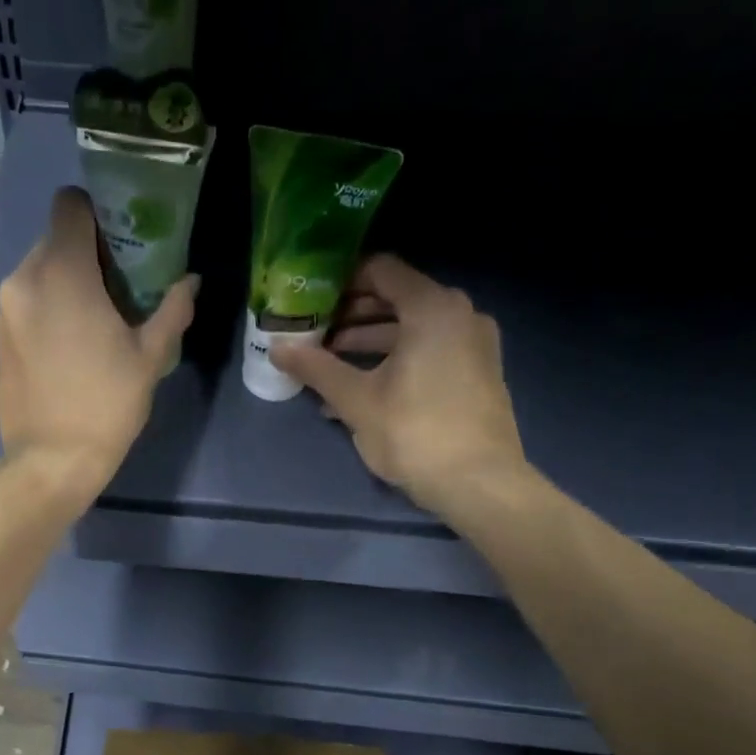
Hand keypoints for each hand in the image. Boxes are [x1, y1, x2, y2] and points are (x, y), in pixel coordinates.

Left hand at [0, 187, 195, 502]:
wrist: (52, 461)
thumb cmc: (107, 404)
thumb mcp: (150, 357)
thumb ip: (172, 309)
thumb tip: (190, 281)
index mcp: (61, 272)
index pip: (70, 204)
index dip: (98, 213)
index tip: (121, 242)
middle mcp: (22, 279)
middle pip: (54, 241)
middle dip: (84, 255)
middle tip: (116, 290)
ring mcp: (2, 311)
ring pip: (36, 275)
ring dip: (63, 286)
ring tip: (89, 325)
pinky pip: (22, 307)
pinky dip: (43, 313)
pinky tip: (63, 352)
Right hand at [270, 254, 528, 517]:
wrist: (479, 484)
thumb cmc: (414, 432)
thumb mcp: (357, 400)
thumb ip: (316, 368)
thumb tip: (276, 347)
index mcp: (432, 308)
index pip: (382, 270)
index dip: (342, 281)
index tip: (311, 299)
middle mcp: (459, 314)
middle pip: (398, 298)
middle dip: (353, 316)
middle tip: (316, 333)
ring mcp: (474, 344)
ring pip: (413, 329)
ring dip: (371, 341)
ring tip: (331, 365)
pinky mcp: (478, 372)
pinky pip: (431, 351)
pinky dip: (397, 359)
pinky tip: (364, 389)